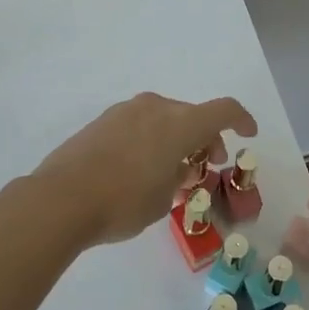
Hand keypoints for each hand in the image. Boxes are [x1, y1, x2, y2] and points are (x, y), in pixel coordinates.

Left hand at [35, 93, 256, 246]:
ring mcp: (125, 111)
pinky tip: (141, 166)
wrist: (61, 198)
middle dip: (205, 137)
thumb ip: (178, 177)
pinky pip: (139, 123)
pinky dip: (151, 138)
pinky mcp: (102, 121)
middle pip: (191, 114)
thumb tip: (175, 166)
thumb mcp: (163, 199)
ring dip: (176, 137)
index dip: (241, 119)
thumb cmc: (123, 202)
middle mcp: (155, 107)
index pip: (223, 110)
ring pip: (163, 117)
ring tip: (172, 170)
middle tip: (206, 164)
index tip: (248, 133)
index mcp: (179, 123)